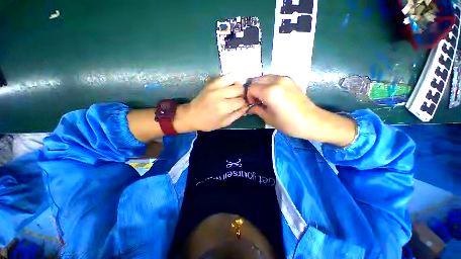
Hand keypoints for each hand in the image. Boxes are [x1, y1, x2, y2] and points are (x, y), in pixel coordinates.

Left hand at [176, 74, 247, 131]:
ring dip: (238, 86)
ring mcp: (215, 86)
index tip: (242, 105)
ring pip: (235, 80)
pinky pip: (226, 75)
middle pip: (240, 89)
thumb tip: (247, 106)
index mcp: (224, 107)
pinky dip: (232, 79)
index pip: (241, 101)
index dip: (244, 103)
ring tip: (235, 91)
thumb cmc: (208, 122)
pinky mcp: (211, 82)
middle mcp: (220, 95)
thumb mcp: (225, 123)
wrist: (192, 115)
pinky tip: (231, 85)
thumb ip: (237, 114)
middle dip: (242, 95)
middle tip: (238, 99)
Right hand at [247, 75, 356, 146]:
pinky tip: (272, 95)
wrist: (312, 121)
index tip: (253, 104)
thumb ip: (257, 110)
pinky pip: (273, 78)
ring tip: (264, 98)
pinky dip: (268, 84)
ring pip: (265, 77)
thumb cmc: (289, 123)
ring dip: (260, 86)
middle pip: (256, 80)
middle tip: (257, 101)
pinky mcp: (290, 79)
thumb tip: (249, 108)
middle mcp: (276, 81)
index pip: (251, 88)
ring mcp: (284, 78)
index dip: (249, 96)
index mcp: (270, 92)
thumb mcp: (269, 118)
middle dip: (253, 90)